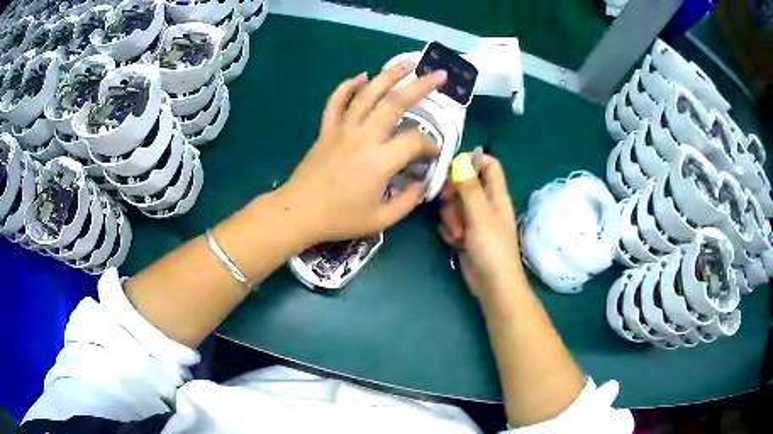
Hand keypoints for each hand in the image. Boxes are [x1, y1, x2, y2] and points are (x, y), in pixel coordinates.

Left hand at [282, 61, 447, 244]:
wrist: (299, 212)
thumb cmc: (340, 218)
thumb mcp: (381, 220)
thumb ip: (408, 201)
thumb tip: (420, 185)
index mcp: (380, 160)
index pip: (414, 141)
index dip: (429, 146)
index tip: (433, 154)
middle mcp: (364, 136)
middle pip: (395, 102)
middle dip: (421, 86)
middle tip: (439, 75)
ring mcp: (343, 129)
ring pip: (367, 94)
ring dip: (388, 75)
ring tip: (406, 63)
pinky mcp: (327, 130)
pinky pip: (336, 101)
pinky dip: (348, 86)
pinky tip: (361, 76)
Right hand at [438, 154, 524, 300]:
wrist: (492, 285)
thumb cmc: (492, 249)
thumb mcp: (480, 216)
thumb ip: (470, 188)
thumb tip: (461, 160)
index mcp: (496, 195)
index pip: (488, 165)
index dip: (472, 161)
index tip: (453, 167)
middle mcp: (486, 204)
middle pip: (464, 183)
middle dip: (453, 193)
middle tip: (447, 202)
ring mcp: (474, 220)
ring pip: (454, 204)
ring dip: (451, 217)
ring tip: (458, 234)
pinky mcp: (464, 234)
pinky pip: (450, 222)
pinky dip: (449, 230)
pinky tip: (454, 242)